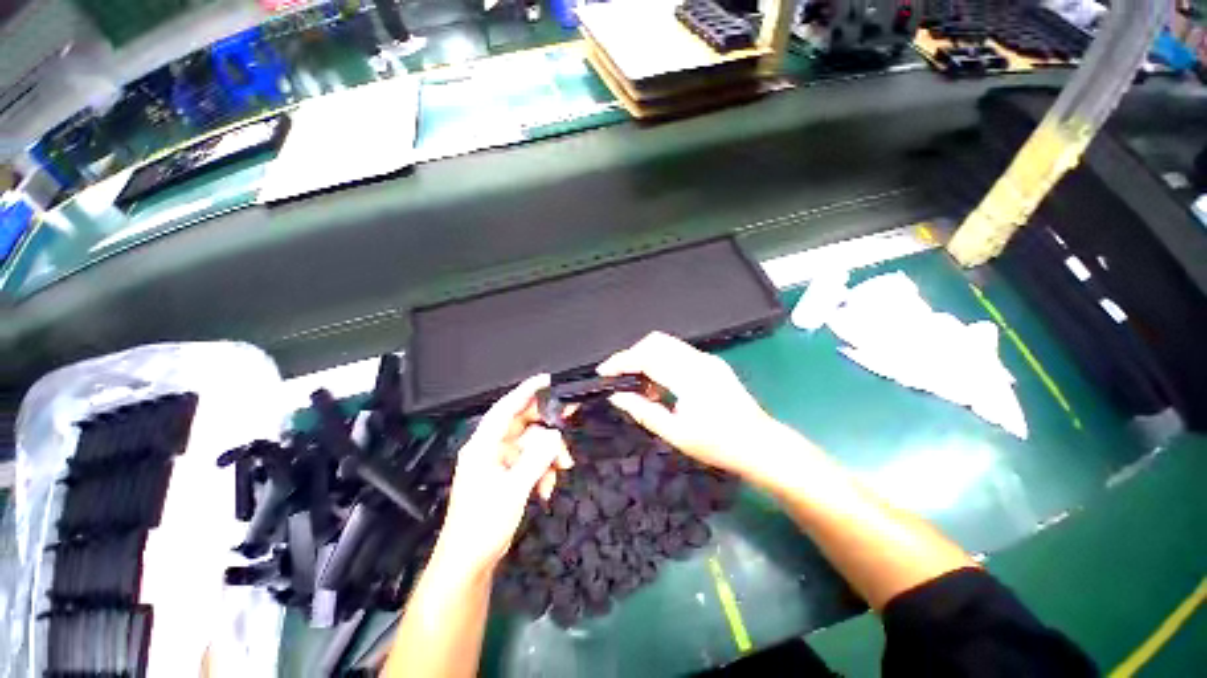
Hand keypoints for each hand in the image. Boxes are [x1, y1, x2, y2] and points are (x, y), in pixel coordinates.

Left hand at [434, 375, 573, 576]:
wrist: (469, 562)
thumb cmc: (484, 524)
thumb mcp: (514, 489)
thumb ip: (537, 458)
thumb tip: (555, 435)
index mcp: (483, 446)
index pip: (505, 408)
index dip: (525, 391)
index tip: (547, 380)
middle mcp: (490, 449)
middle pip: (523, 426)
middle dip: (547, 433)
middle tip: (567, 433)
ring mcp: (498, 463)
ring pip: (531, 446)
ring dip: (548, 456)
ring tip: (561, 470)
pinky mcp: (506, 476)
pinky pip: (530, 462)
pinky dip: (542, 469)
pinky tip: (548, 486)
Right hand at [598, 332, 778, 480]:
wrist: (761, 445)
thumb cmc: (719, 445)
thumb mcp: (676, 433)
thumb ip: (643, 411)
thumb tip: (617, 396)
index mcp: (690, 377)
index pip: (647, 357)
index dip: (621, 361)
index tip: (603, 372)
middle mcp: (699, 360)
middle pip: (655, 341)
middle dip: (632, 354)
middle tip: (618, 376)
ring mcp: (708, 359)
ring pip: (667, 344)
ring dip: (646, 356)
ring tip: (637, 383)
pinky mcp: (712, 363)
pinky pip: (678, 352)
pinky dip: (661, 360)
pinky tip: (658, 383)